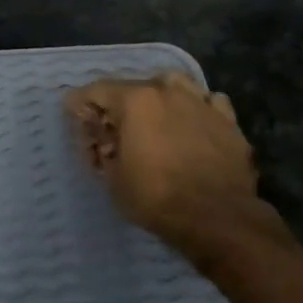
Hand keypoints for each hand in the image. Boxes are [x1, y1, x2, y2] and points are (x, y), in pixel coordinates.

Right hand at [64, 71, 276, 270]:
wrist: (218, 218)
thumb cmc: (157, 197)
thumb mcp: (114, 179)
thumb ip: (103, 152)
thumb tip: (103, 143)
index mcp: (135, 100)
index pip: (97, 90)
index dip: (81, 103)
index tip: (73, 113)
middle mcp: (168, 91)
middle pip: (135, 86)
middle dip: (119, 104)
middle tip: (113, 128)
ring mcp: (201, 103)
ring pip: (176, 84)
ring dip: (161, 96)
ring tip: (157, 116)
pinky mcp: (229, 121)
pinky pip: (209, 102)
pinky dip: (198, 109)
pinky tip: (195, 124)